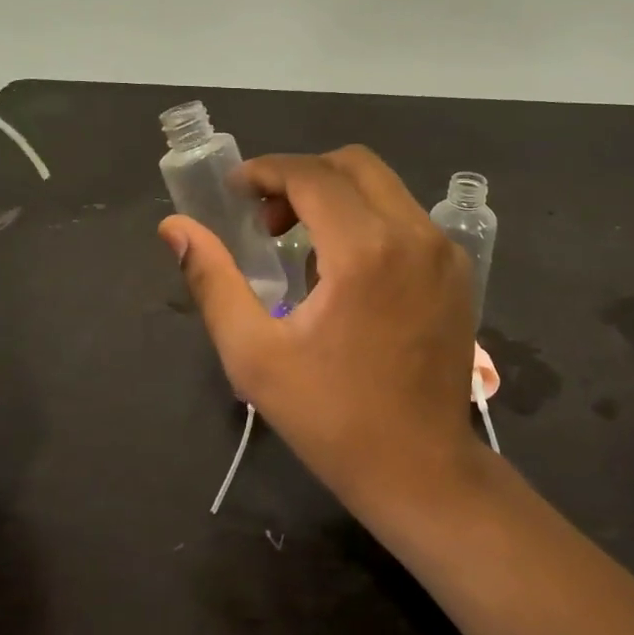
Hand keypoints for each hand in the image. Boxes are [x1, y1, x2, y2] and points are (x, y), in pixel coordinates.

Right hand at [159, 146, 482, 518]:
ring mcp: (444, 252)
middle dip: (302, 176)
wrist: (421, 470)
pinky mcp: (458, 272)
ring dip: (335, 196)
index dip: (266, 171)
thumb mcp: (254, 354)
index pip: (312, 175)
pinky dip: (367, 219)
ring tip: (300, 245)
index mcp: (365, 250)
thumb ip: (212, 281)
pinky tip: (345, 269)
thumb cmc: (331, 417)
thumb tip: (175, 228)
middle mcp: (414, 235)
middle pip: (353, 164)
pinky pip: (406, 218)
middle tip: (266, 220)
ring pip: (384, 187)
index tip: (234, 191)